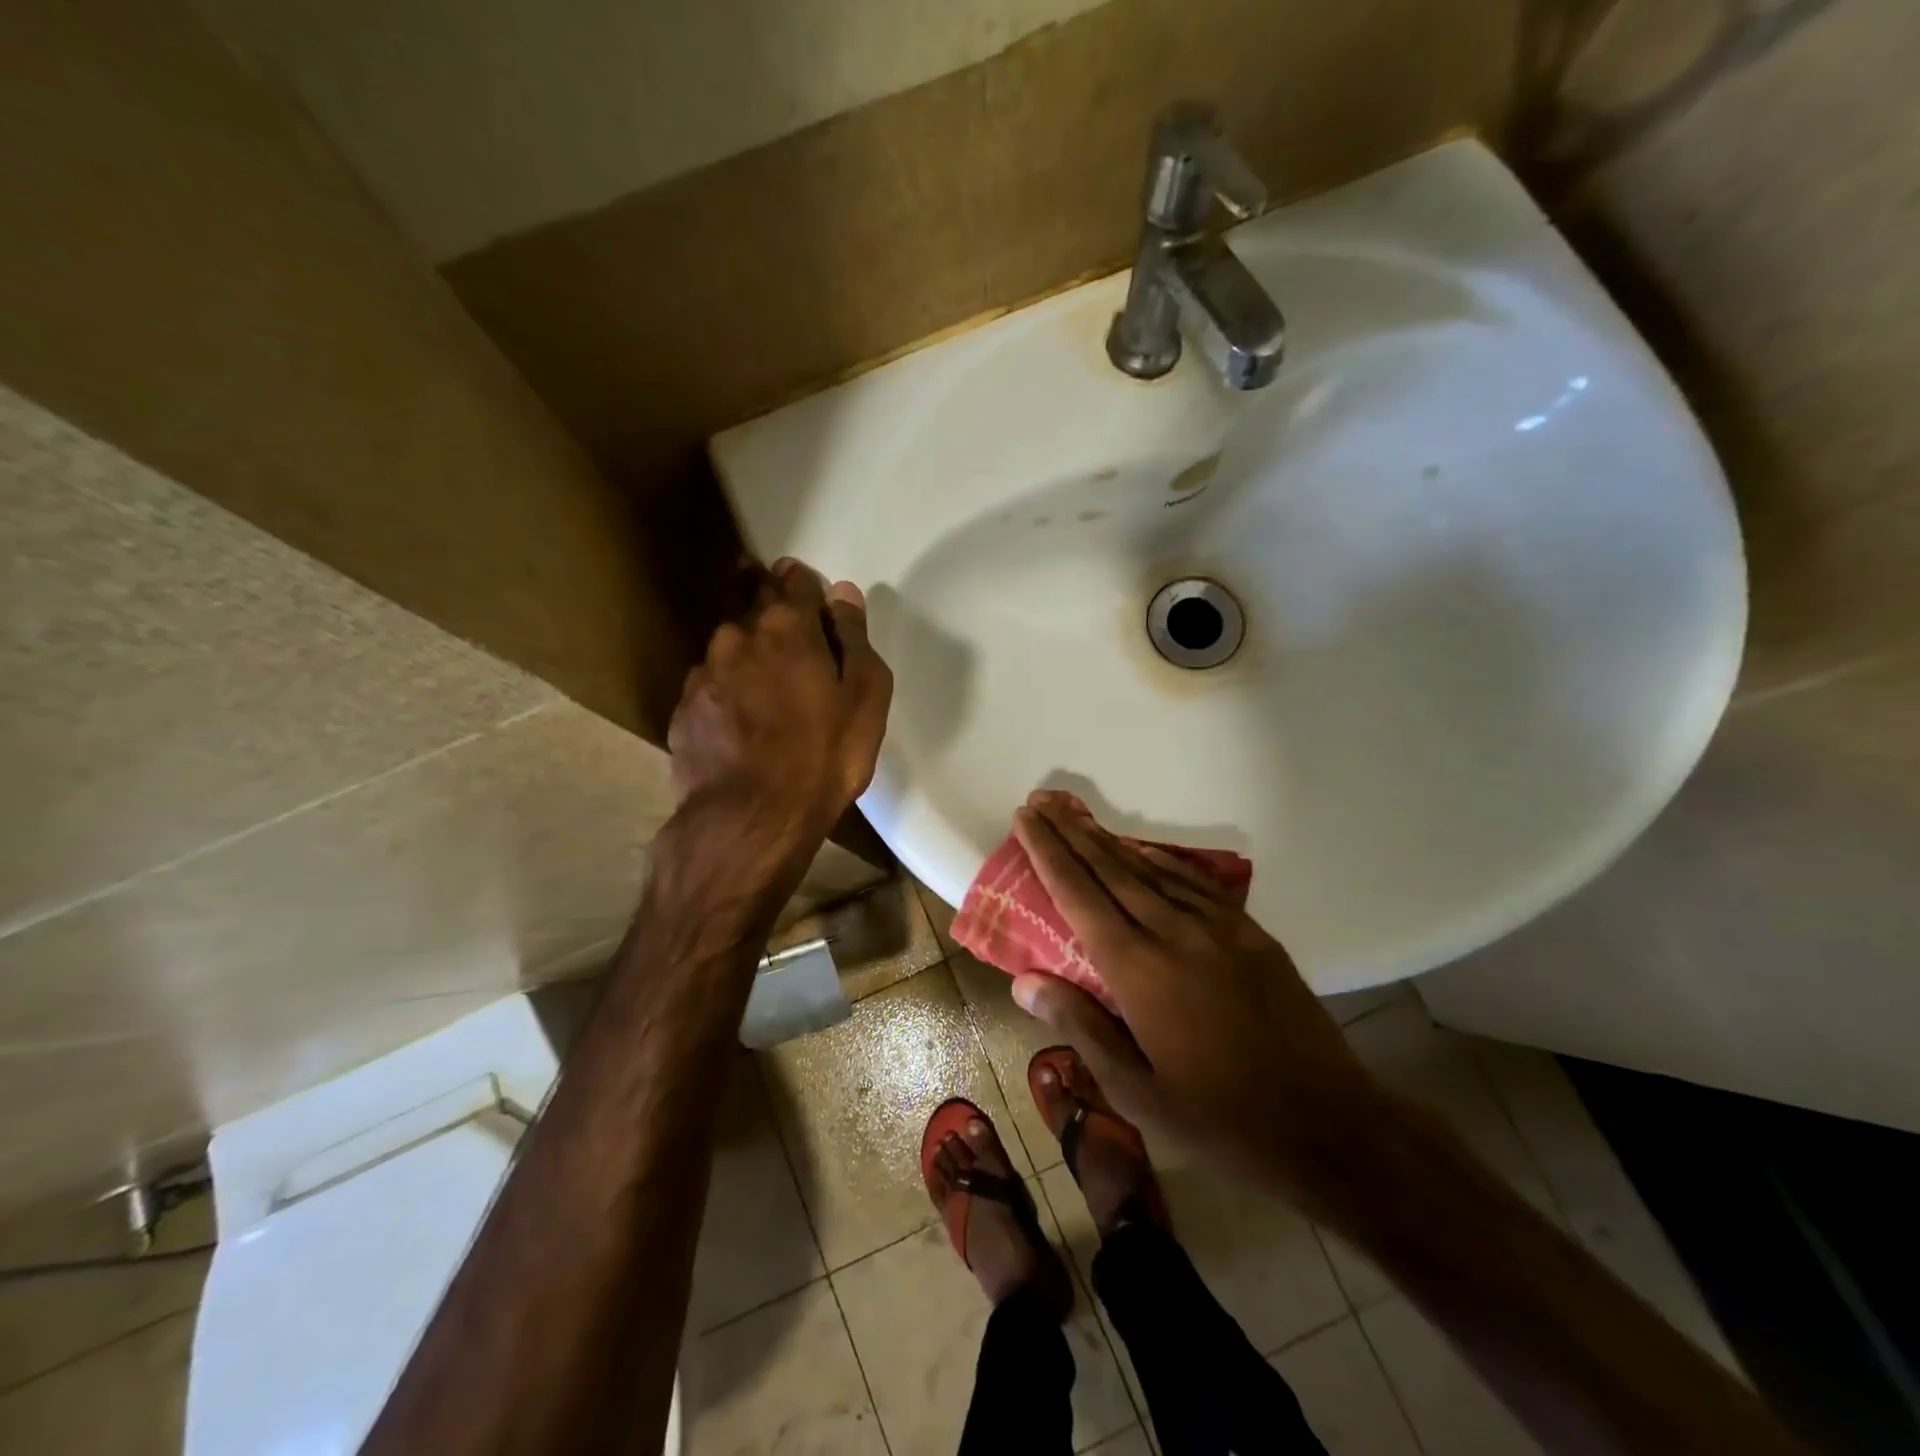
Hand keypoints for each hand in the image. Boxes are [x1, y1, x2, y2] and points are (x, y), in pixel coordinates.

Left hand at [661, 559, 891, 907]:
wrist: (751, 818)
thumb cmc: (823, 757)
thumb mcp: (864, 699)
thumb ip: (854, 639)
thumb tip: (844, 593)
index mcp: (787, 628)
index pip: (794, 581)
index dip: (804, 583)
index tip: (810, 592)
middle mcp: (738, 636)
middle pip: (752, 601)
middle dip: (768, 600)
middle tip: (786, 622)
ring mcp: (704, 673)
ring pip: (728, 644)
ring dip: (746, 649)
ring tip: (763, 678)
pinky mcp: (683, 709)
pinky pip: (710, 683)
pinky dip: (726, 687)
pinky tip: (738, 716)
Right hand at [1008, 791, 1385, 1197]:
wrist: (1330, 1126)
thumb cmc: (1221, 1121)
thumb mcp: (1138, 1093)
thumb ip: (1080, 1028)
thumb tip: (1024, 982)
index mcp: (1139, 971)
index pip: (1079, 895)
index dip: (1048, 853)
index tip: (1025, 818)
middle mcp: (1174, 933)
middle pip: (1111, 869)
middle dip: (1070, 831)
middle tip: (1041, 801)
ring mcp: (1218, 928)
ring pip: (1150, 870)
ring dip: (1109, 841)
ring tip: (1077, 817)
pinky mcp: (1251, 933)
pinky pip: (1193, 883)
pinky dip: (1160, 861)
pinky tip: (1142, 852)